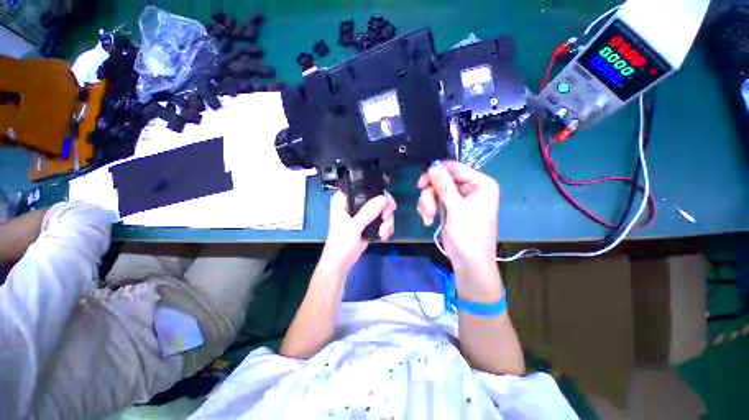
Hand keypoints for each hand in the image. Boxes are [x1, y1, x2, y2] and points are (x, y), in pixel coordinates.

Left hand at [320, 189, 396, 272]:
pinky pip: (383, 218)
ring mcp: (363, 213)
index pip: (359, 183)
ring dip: (387, 220)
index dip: (373, 182)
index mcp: (344, 199)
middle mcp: (354, 203)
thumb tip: (384, 199)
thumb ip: (368, 212)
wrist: (342, 263)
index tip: (387, 185)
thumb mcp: (353, 227)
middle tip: (387, 216)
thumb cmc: (341, 244)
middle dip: (385, 207)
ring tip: (384, 232)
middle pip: (376, 195)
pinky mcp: (369, 222)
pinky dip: (386, 226)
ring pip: (382, 208)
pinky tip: (383, 236)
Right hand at [417, 160, 498, 269]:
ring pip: (435, 191)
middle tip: (427, 210)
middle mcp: (471, 188)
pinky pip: (434, 201)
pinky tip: (429, 221)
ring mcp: (459, 199)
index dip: (436, 173)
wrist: (469, 263)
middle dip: (431, 195)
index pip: (454, 168)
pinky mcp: (450, 208)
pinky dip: (429, 210)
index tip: (420, 184)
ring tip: (428, 218)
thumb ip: (444, 186)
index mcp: (480, 184)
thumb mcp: (456, 209)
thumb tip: (433, 165)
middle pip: (442, 180)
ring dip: (428, 204)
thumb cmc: (468, 235)